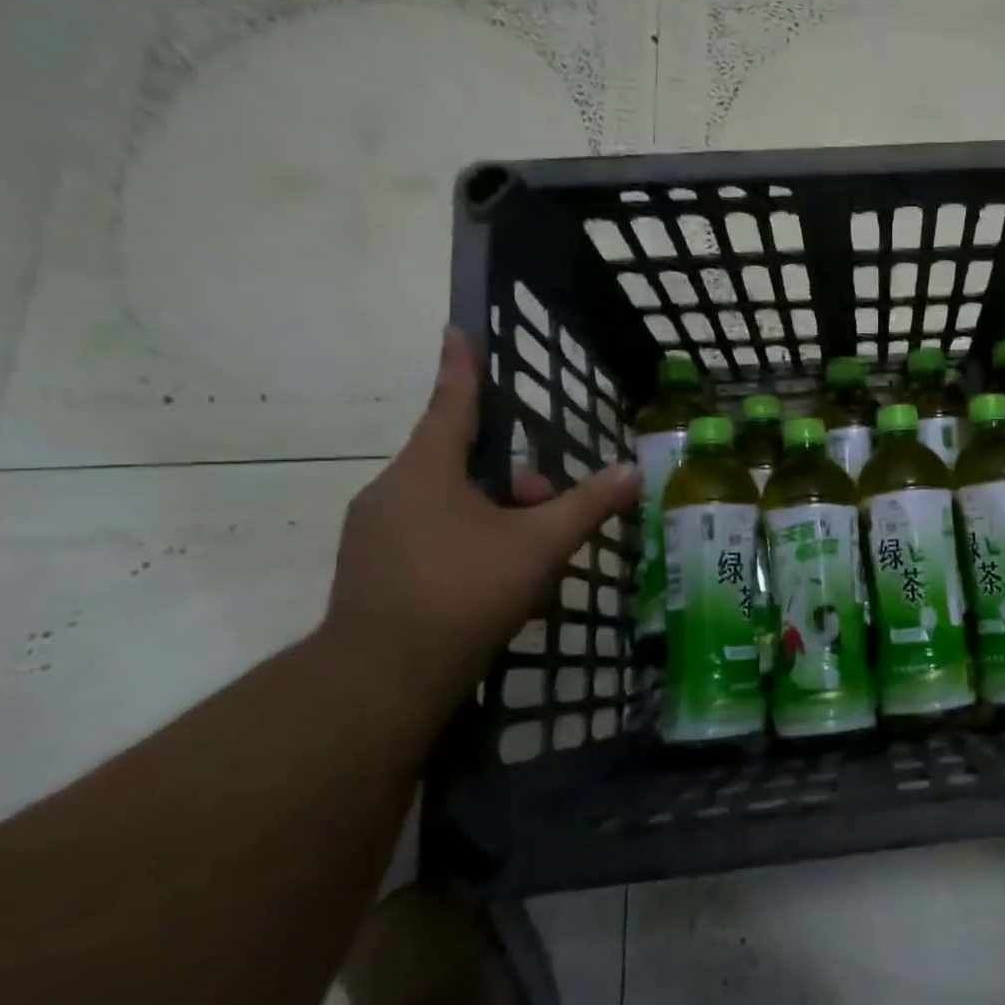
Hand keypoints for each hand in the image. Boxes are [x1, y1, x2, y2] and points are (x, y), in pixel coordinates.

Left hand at [322, 327, 638, 704]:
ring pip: (447, 502)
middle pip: (460, 463)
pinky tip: (495, 580)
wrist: (384, 674)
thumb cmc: (466, 591)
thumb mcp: (541, 544)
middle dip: (511, 479)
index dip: (461, 367)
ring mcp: (374, 532)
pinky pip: (429, 533)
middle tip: (548, 507)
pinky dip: (467, 541)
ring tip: (529, 555)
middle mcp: (392, 492)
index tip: (457, 330)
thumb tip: (633, 471)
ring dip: (493, 514)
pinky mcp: (371, 567)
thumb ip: (589, 504)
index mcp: (427, 472)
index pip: (451, 405)